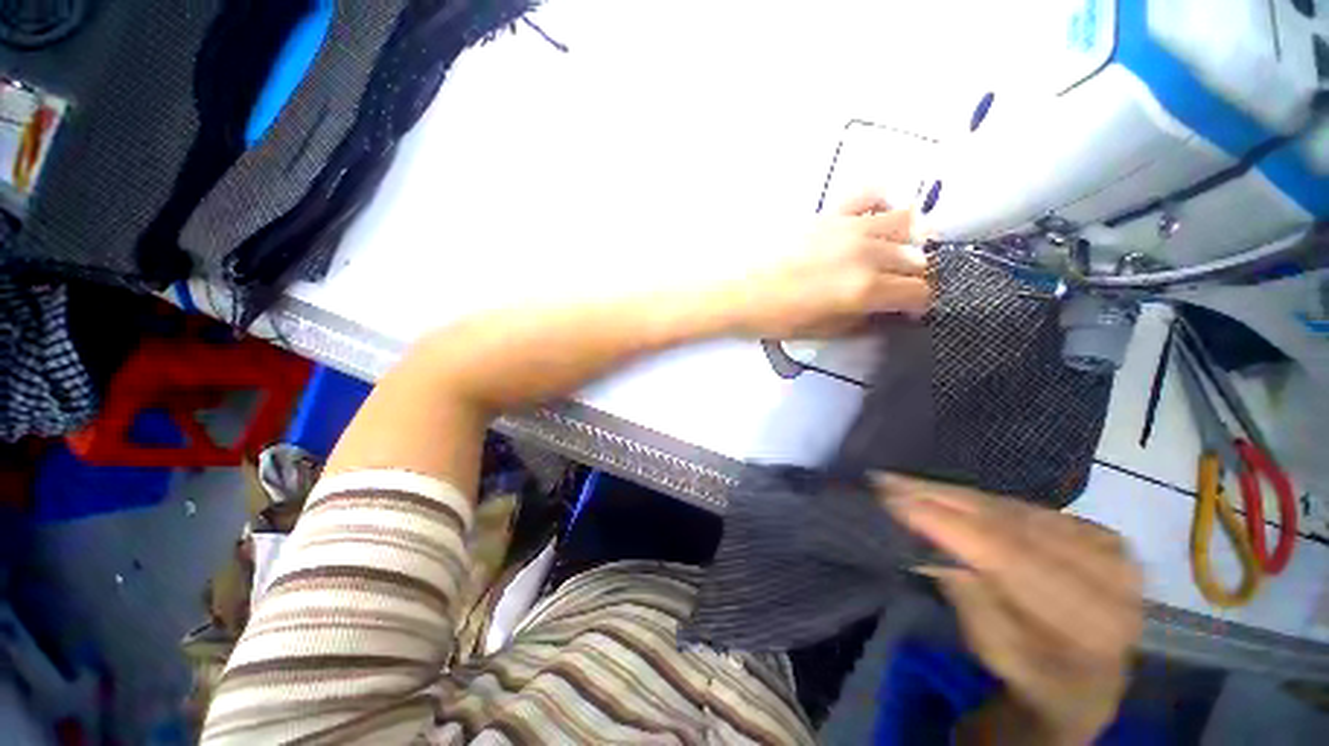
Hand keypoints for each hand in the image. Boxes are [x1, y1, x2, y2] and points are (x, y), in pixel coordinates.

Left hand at [728, 193, 930, 338]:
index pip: (919, 292)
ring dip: (908, 243)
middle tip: (897, 291)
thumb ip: (861, 323)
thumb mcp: (820, 332)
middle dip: (915, 279)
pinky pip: (870, 195)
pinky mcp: (829, 212)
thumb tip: (884, 314)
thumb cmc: (771, 318)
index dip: (921, 306)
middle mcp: (866, 252)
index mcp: (863, 288)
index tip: (910, 312)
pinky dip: (882, 206)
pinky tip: (872, 222)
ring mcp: (849, 227)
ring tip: (891, 258)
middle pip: (917, 259)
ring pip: (906, 223)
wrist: (733, 290)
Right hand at [879, 475, 1142, 744]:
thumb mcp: (995, 652)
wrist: (1086, 681)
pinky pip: (1027, 507)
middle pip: (1009, 525)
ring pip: (1015, 509)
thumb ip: (968, 598)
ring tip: (903, 482)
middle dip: (938, 499)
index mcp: (1091, 624)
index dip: (945, 523)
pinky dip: (979, 499)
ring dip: (951, 493)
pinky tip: (943, 490)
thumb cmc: (1034, 679)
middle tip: (886, 481)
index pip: (1007, 556)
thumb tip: (923, 546)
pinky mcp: (1102, 536)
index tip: (891, 500)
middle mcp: (1112, 581)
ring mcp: (1113, 553)